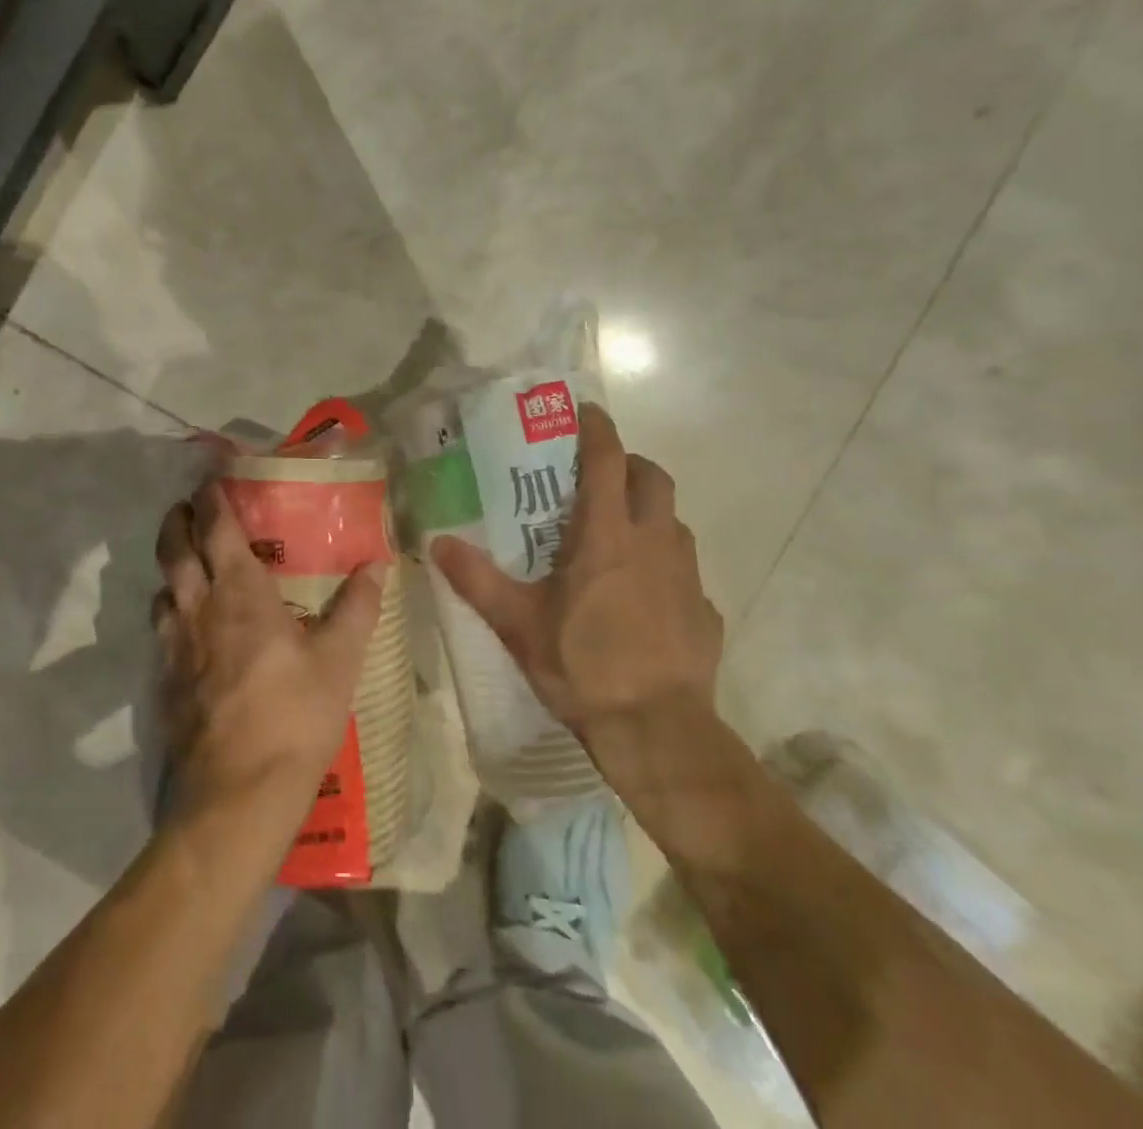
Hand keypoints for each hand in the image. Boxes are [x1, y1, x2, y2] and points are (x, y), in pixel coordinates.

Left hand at [153, 480, 385, 836]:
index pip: (216, 527)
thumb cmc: (293, 716)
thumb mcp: (340, 660)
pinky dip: (171, 612)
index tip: (211, 476)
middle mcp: (197, 608)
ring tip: (191, 567)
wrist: (234, 796)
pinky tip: (191, 631)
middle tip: (191, 509)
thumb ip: (358, 607)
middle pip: (173, 548)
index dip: (211, 496)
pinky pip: (161, 630)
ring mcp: (173, 647)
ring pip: (161, 589)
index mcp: (239, 592)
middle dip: (178, 520)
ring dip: (172, 568)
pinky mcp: (163, 682)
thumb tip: (378, 564)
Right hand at [430, 405, 723, 780]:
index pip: (608, 460)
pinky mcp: (705, 609)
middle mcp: (654, 541)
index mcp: (608, 534)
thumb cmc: (583, 666)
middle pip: (653, 477)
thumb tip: (437, 544)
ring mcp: (687, 574)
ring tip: (619, 533)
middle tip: (600, 475)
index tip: (586, 411)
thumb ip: (477, 579)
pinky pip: (685, 568)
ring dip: (649, 511)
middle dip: (630, 464)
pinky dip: (664, 562)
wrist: (658, 731)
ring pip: (674, 520)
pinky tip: (643, 594)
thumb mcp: (518, 623)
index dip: (598, 429)